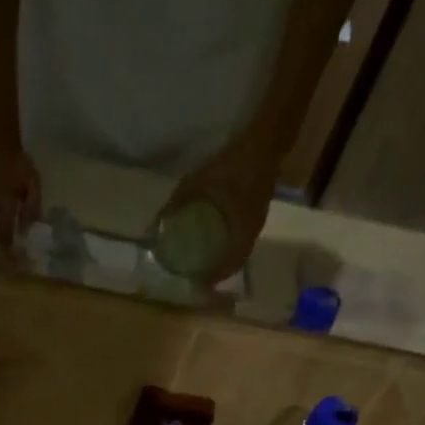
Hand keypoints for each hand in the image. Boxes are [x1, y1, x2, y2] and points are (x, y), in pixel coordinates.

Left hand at [161, 126, 280, 284]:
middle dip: (217, 273)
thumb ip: (179, 200)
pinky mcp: (257, 212)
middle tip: (198, 277)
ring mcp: (256, 222)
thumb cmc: (234, 163)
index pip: (228, 266)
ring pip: (239, 252)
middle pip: (234, 263)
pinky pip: (241, 239)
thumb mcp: (201, 180)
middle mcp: (251, 232)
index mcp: (242, 230)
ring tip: (205, 263)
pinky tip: (217, 241)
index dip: (212, 279)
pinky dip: (229, 246)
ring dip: (224, 260)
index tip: (197, 285)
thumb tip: (158, 221)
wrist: (266, 138)